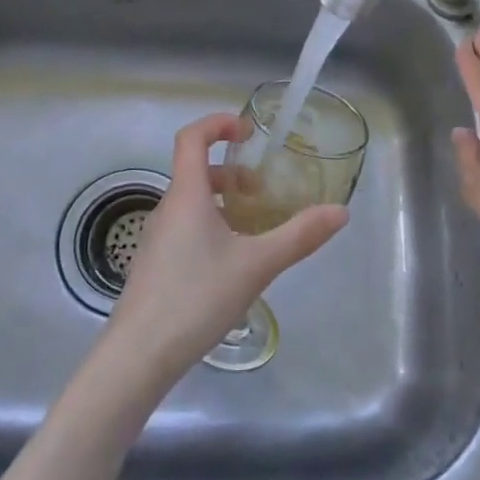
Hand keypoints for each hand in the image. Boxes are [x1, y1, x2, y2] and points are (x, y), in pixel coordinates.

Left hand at [109, 112, 348, 376]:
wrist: (138, 356)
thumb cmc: (196, 297)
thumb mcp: (257, 265)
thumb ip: (300, 236)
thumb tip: (341, 212)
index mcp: (186, 195)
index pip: (192, 138)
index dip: (218, 124)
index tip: (248, 132)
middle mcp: (167, 209)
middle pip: (195, 171)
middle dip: (230, 172)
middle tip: (262, 190)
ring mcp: (156, 239)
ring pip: (191, 204)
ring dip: (222, 202)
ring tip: (253, 228)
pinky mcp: (154, 266)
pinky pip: (184, 229)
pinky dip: (210, 227)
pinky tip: (230, 264)